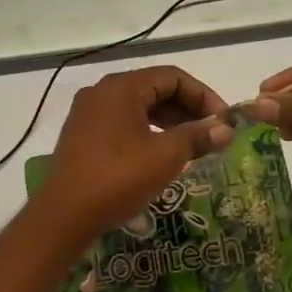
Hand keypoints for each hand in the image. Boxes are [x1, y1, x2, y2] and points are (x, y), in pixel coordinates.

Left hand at [38, 66, 232, 239]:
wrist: (65, 215)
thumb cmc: (119, 177)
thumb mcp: (166, 156)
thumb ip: (198, 136)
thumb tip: (226, 129)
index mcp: (121, 87)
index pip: (172, 77)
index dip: (203, 95)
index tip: (223, 120)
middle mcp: (102, 92)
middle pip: (154, 89)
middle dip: (187, 109)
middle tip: (212, 133)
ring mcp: (88, 113)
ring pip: (138, 107)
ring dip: (169, 122)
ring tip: (193, 145)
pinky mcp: (82, 135)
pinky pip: (122, 123)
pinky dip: (147, 132)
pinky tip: (162, 154)